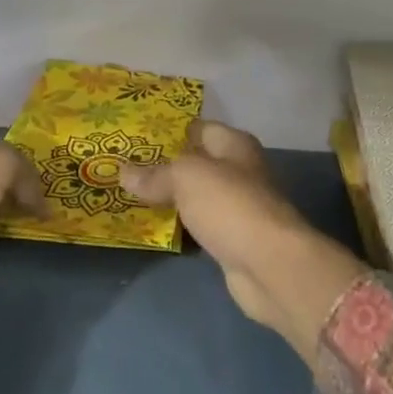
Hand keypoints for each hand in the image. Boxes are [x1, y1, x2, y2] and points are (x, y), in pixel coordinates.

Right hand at [122, 120, 363, 360]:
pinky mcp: (232, 239)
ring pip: (195, 196)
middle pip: (196, 163)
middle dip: (163, 166)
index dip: (168, 130)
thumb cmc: (230, 205)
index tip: (134, 136)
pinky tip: (152, 226)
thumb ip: (155, 174)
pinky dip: (179, 225)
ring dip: (169, 198)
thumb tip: (123, 172)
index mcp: (234, 144)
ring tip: (129, 194)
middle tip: (124, 166)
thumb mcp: (186, 178)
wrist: (269, 265)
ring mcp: (237, 207)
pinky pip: (198, 225)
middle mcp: (238, 170)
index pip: (198, 127)